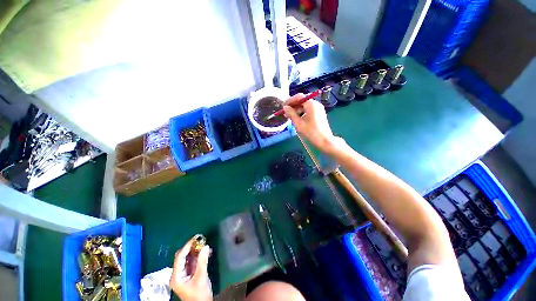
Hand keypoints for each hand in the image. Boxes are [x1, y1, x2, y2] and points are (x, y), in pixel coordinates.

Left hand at [170, 237, 212, 300]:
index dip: (187, 246)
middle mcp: (177, 274)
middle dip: (191, 248)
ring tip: (205, 245)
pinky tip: (206, 253)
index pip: (180, 257)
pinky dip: (198, 257)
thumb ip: (202, 262)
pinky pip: (192, 262)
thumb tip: (205, 246)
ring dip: (196, 252)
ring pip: (187, 259)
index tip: (196, 238)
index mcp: (176, 276)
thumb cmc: (199, 295)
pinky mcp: (188, 275)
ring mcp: (182, 275)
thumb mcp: (201, 278)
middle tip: (201, 240)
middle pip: (182, 257)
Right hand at [283, 94, 336, 151]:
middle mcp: (315, 104)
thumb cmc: (311, 132)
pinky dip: (301, 113)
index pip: (299, 97)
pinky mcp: (318, 114)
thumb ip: (291, 113)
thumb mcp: (299, 123)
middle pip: (302, 101)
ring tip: (289, 117)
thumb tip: (285, 107)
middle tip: (285, 113)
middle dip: (293, 106)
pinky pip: (308, 110)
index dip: (290, 100)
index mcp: (311, 104)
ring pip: (304, 106)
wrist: (324, 141)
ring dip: (296, 110)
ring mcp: (318, 109)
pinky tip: (296, 119)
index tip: (283, 106)